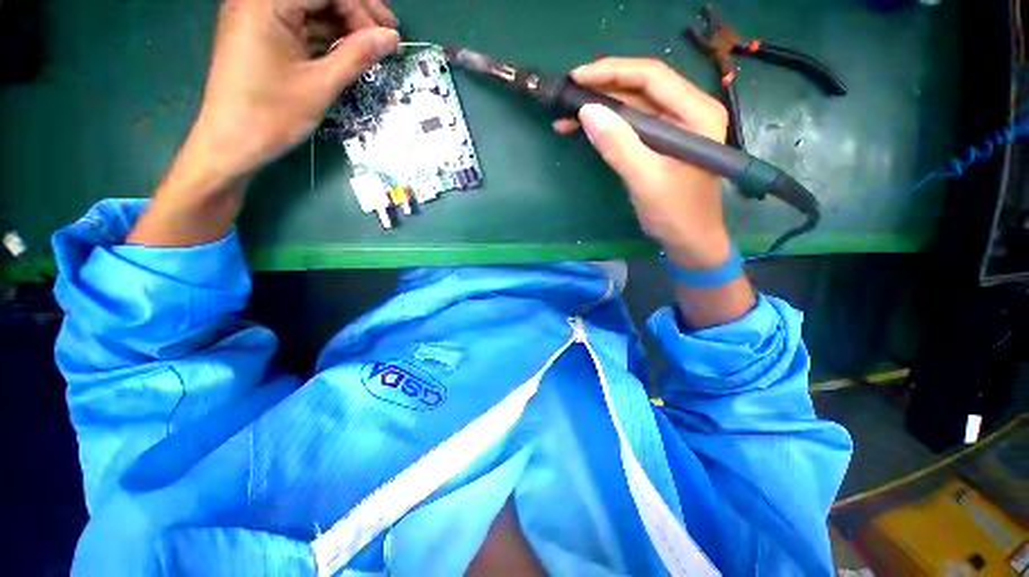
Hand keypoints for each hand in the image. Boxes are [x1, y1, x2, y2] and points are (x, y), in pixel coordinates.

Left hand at [190, 0, 399, 180]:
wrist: (232, 143)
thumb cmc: (273, 115)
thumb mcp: (321, 84)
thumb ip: (357, 55)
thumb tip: (391, 38)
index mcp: (267, 4)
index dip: (362, 9)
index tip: (389, 37)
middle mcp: (258, 1)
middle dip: (355, 11)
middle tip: (386, 37)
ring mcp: (258, 17)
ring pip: (311, 9)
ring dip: (343, 24)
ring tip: (372, 46)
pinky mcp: (261, 34)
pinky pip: (300, 24)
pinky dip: (326, 35)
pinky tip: (348, 50)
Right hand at [554, 58, 730, 268]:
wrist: (689, 242)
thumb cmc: (676, 213)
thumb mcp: (646, 180)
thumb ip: (618, 145)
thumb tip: (586, 111)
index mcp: (697, 112)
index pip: (652, 77)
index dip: (613, 72)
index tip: (577, 78)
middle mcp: (688, 112)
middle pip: (641, 88)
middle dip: (602, 90)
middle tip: (567, 95)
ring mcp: (674, 128)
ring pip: (633, 107)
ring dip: (600, 110)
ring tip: (566, 117)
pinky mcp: (660, 144)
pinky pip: (631, 127)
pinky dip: (607, 127)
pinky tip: (585, 130)